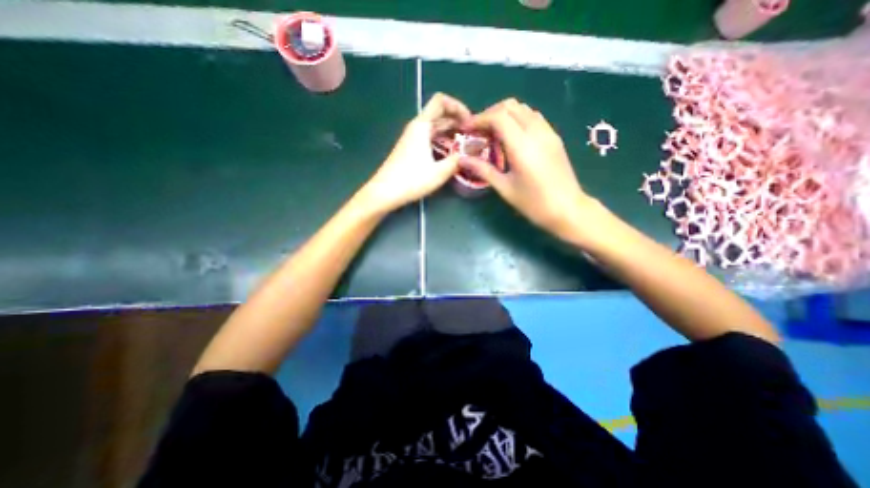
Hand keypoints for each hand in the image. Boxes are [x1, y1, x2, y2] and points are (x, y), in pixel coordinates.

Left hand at [357, 92, 472, 213]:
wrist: (385, 192)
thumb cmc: (411, 180)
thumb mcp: (439, 172)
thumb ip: (457, 160)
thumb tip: (471, 154)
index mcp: (422, 126)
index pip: (441, 101)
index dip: (458, 106)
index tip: (470, 122)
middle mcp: (416, 127)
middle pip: (439, 114)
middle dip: (458, 122)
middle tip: (473, 137)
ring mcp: (412, 138)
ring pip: (435, 127)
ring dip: (451, 133)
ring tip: (465, 145)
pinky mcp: (410, 149)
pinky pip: (430, 138)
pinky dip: (442, 141)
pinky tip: (450, 153)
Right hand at [462, 98, 590, 238]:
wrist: (568, 209)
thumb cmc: (534, 203)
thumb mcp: (505, 188)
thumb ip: (483, 169)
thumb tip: (462, 159)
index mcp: (522, 146)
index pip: (498, 117)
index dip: (479, 119)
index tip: (466, 129)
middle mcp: (536, 132)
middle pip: (510, 106)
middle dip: (489, 114)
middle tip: (478, 131)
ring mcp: (548, 132)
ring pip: (523, 109)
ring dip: (504, 115)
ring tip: (492, 133)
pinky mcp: (554, 137)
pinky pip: (533, 117)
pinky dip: (517, 119)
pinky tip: (510, 137)